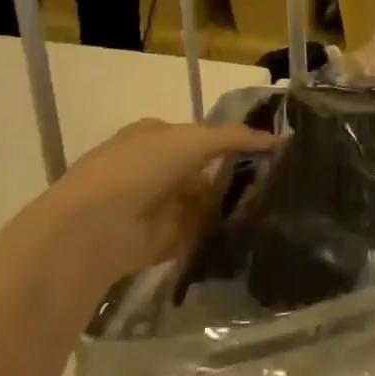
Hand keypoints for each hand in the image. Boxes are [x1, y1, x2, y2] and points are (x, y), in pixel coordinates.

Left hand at [32, 120, 277, 280]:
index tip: (269, 150)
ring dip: (229, 204)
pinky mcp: (158, 240)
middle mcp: (153, 168)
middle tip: (277, 179)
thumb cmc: (141, 168)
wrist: (94, 227)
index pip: (201, 135)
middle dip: (234, 174)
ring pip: (202, 201)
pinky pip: (196, 233)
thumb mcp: (194, 140)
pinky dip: (217, 233)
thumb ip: (235, 138)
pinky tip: (249, 231)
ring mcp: (155, 205)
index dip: (232, 140)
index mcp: (155, 135)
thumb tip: (280, 139)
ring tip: (272, 205)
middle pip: (203, 169)